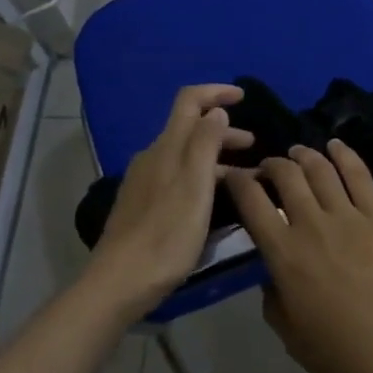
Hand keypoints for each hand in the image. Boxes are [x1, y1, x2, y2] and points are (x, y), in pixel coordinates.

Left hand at [93, 84, 251, 316]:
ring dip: (214, 155)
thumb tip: (216, 110)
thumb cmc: (166, 234)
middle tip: (253, 146)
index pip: (189, 100)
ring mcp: (145, 180)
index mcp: (167, 147)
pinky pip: (177, 174)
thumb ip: (206, 143)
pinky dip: (201, 175)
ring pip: (185, 154)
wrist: (120, 281)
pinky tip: (213, 198)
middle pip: (189, 128)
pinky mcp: (143, 203)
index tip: (243, 97)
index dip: (216, 92)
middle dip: (222, 129)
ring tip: (242, 176)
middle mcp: (153, 156)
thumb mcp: (196, 186)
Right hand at [224, 141, 372, 372]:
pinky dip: (345, 154)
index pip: (251, 201)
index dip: (237, 181)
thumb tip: (274, 274)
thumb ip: (273, 295)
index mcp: (283, 254)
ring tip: (298, 154)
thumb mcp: (288, 333)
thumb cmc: (339, 355)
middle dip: (271, 164)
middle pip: (286, 175)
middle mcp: (312, 224)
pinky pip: (360, 175)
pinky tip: (336, 145)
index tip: (234, 176)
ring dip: (304, 155)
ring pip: (320, 168)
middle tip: (269, 168)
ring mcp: (350, 217)